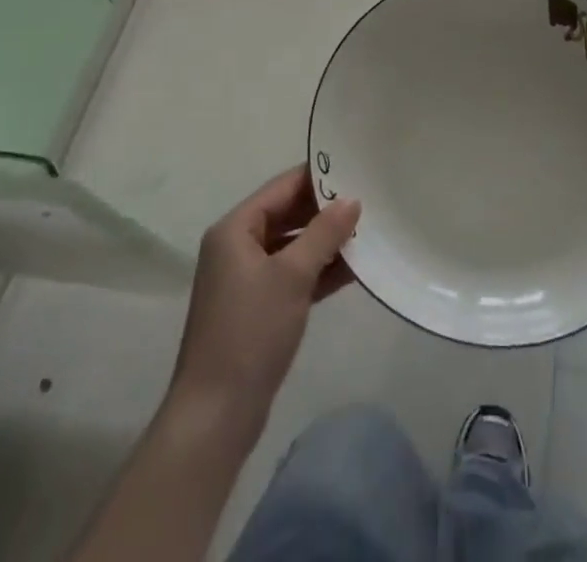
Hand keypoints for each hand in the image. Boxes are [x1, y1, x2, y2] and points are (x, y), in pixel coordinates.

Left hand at [165, 166, 360, 445]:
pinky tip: (354, 269)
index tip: (357, 169)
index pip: (282, 187)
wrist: (216, 416)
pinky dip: (319, 270)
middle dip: (326, 211)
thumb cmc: (250, 332)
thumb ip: (324, 233)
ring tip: (370, 231)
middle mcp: (238, 246)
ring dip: (326, 242)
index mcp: (235, 229)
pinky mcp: (259, 308)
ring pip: (293, 246)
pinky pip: (293, 275)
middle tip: (370, 201)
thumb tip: (351, 200)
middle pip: (288, 214)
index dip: (318, 177)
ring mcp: (247, 279)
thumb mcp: (292, 276)